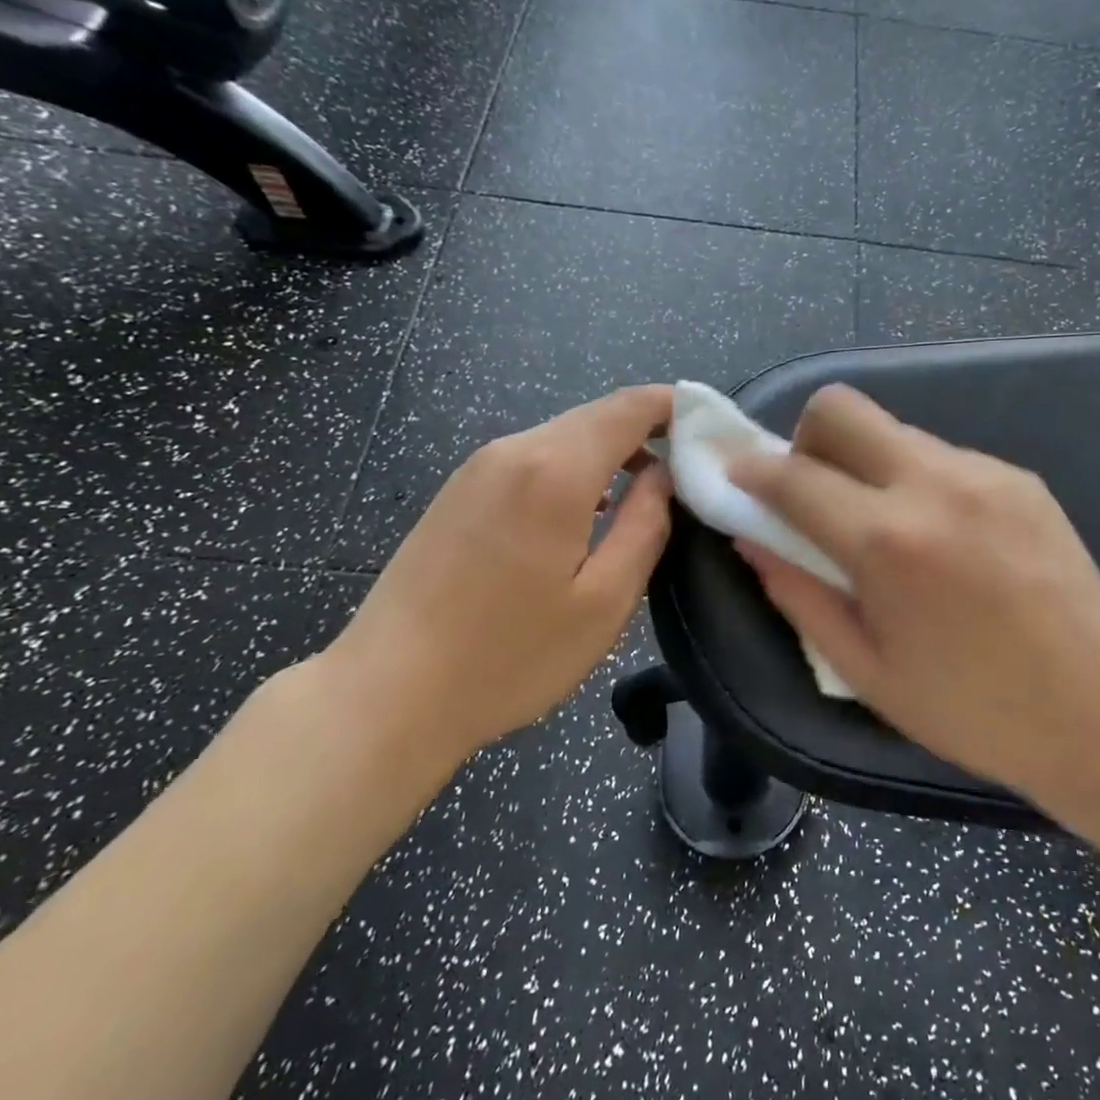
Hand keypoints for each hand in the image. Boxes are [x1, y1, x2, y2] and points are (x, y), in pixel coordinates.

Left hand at [313, 386, 673, 772]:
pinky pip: (532, 460)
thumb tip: (667, 476)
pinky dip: (574, 470)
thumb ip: (646, 525)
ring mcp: (477, 469)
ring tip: (646, 493)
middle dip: (647, 432)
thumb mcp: (604, 601)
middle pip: (596, 417)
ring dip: (610, 454)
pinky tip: (587, 512)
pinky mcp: (458, 492)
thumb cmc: (509, 655)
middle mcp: (512, 451)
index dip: (675, 406)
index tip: (712, 427)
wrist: (387, 693)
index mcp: (554, 470)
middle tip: (690, 469)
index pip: (628, 407)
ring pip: (563, 437)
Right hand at [728, 385, 1099, 802]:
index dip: (750, 471)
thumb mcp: (864, 669)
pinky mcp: (1018, 476)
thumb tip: (752, 540)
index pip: (793, 476)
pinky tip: (943, 538)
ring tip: (888, 529)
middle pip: (842, 408)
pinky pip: (941, 456)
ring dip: (866, 464)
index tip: (734, 477)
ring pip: (893, 431)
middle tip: (813, 494)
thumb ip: (798, 594)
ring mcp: (983, 472)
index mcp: (887, 540)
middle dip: (806, 438)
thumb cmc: (972, 708)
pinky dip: (916, 480)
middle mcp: (933, 484)